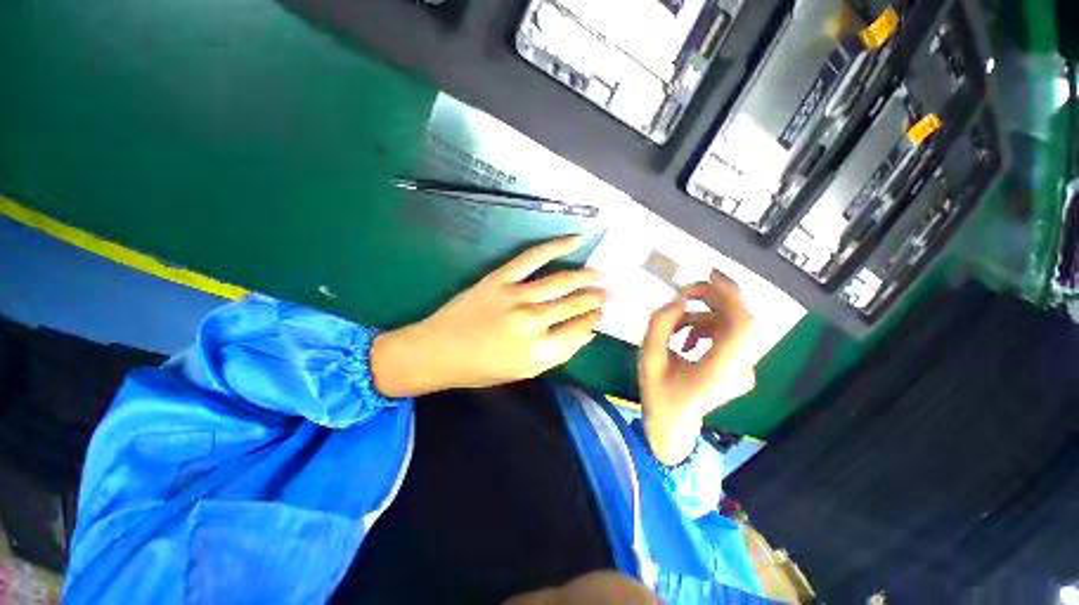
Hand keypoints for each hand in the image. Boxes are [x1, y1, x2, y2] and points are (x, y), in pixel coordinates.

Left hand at [371, 236, 607, 396]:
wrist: (437, 351)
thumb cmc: (480, 368)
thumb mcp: (523, 372)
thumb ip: (558, 353)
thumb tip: (586, 332)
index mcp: (539, 353)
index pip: (579, 332)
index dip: (593, 321)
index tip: (601, 314)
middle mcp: (533, 324)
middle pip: (575, 306)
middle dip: (597, 299)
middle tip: (612, 292)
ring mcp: (517, 297)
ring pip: (562, 282)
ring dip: (588, 277)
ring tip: (605, 274)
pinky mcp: (501, 279)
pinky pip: (534, 257)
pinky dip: (557, 246)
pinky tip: (577, 240)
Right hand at [638, 269, 755, 464]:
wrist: (673, 424)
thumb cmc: (658, 394)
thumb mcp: (648, 357)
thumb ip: (659, 324)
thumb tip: (679, 299)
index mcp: (719, 371)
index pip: (741, 325)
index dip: (729, 295)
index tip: (708, 275)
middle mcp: (741, 370)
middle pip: (740, 320)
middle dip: (713, 298)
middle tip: (684, 294)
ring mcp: (745, 370)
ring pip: (732, 325)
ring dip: (703, 316)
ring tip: (675, 327)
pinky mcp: (741, 367)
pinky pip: (729, 335)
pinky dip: (707, 328)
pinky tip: (686, 338)